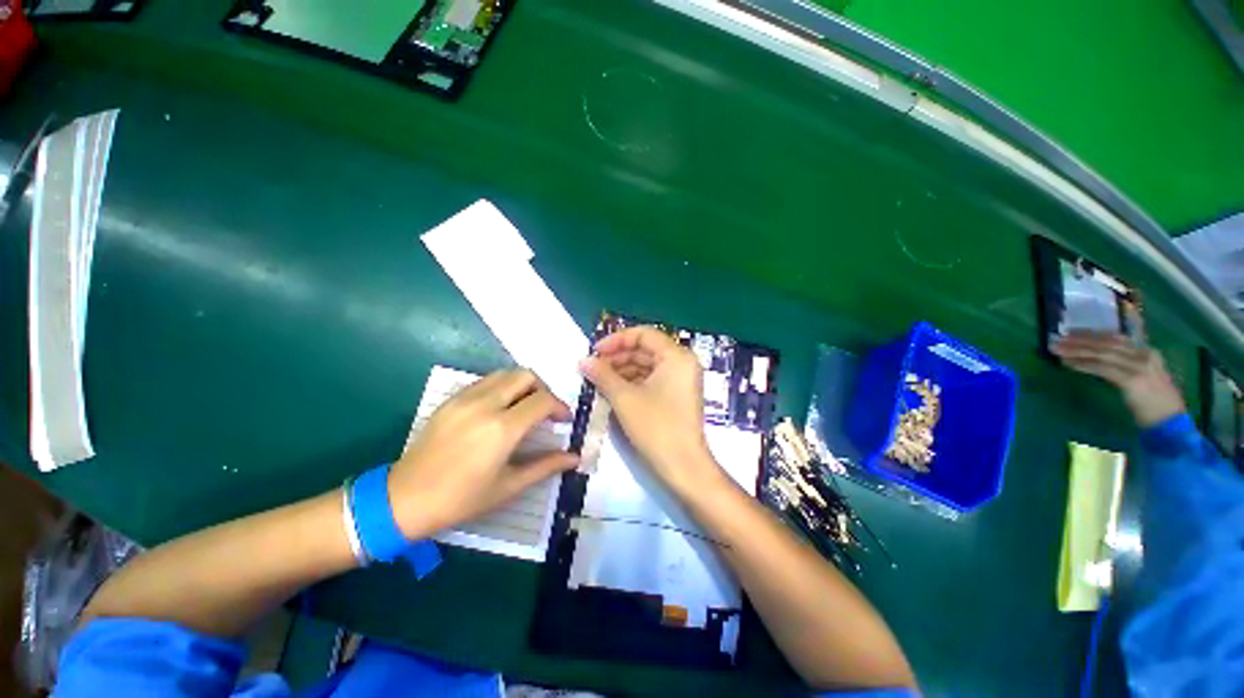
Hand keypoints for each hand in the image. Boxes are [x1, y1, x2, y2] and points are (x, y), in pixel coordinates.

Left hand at [388, 370, 578, 538]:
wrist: (404, 499)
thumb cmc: (461, 499)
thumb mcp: (508, 486)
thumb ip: (545, 466)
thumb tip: (575, 457)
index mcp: (502, 428)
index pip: (543, 400)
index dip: (560, 407)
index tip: (564, 420)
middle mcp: (485, 404)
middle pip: (526, 375)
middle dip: (543, 389)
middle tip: (545, 411)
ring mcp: (465, 398)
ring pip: (505, 374)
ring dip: (523, 385)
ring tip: (525, 407)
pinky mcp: (451, 399)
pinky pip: (485, 381)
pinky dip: (502, 387)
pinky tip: (500, 409)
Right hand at [579, 327, 725, 495]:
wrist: (683, 466)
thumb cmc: (656, 427)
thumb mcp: (625, 398)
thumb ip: (603, 374)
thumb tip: (583, 360)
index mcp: (676, 356)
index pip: (643, 334)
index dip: (617, 340)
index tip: (595, 351)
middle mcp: (682, 362)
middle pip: (645, 349)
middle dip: (617, 357)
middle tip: (592, 368)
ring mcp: (681, 379)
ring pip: (647, 365)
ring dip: (622, 370)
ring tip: (598, 380)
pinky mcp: (677, 394)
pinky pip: (652, 379)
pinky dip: (632, 382)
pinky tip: (612, 390)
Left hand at [1051, 332, 1185, 427]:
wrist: (1170, 422)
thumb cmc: (1153, 402)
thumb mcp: (1141, 376)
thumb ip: (1124, 364)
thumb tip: (1096, 356)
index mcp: (1147, 352)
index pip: (1117, 337)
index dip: (1093, 333)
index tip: (1072, 330)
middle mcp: (1144, 355)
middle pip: (1106, 343)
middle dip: (1080, 340)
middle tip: (1057, 339)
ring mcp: (1139, 366)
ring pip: (1102, 354)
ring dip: (1076, 351)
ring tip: (1056, 350)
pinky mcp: (1132, 380)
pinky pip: (1102, 369)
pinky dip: (1083, 365)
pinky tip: (1068, 364)